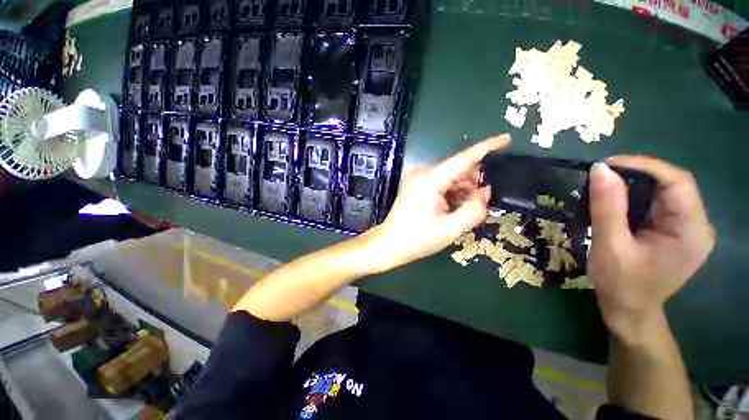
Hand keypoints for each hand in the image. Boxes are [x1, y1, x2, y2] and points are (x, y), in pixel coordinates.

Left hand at [364, 134, 511, 272]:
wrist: (390, 244)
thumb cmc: (418, 239)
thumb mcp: (451, 228)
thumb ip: (474, 209)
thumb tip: (486, 191)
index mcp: (430, 180)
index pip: (463, 159)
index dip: (486, 147)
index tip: (506, 138)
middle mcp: (423, 173)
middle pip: (457, 169)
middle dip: (475, 181)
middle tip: (484, 201)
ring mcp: (418, 179)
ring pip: (450, 177)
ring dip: (464, 189)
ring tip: (469, 209)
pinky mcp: (416, 186)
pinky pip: (441, 183)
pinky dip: (452, 192)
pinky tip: (456, 207)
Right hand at [588, 157, 714, 340]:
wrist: (629, 310)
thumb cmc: (620, 284)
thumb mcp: (610, 245)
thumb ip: (607, 207)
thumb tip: (599, 169)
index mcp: (691, 231)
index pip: (678, 182)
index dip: (644, 166)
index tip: (607, 165)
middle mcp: (696, 225)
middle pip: (672, 184)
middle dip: (637, 174)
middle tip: (601, 174)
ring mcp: (686, 228)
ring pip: (664, 192)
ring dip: (634, 184)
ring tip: (604, 185)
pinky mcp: (674, 231)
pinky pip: (657, 203)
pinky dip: (634, 196)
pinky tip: (615, 200)